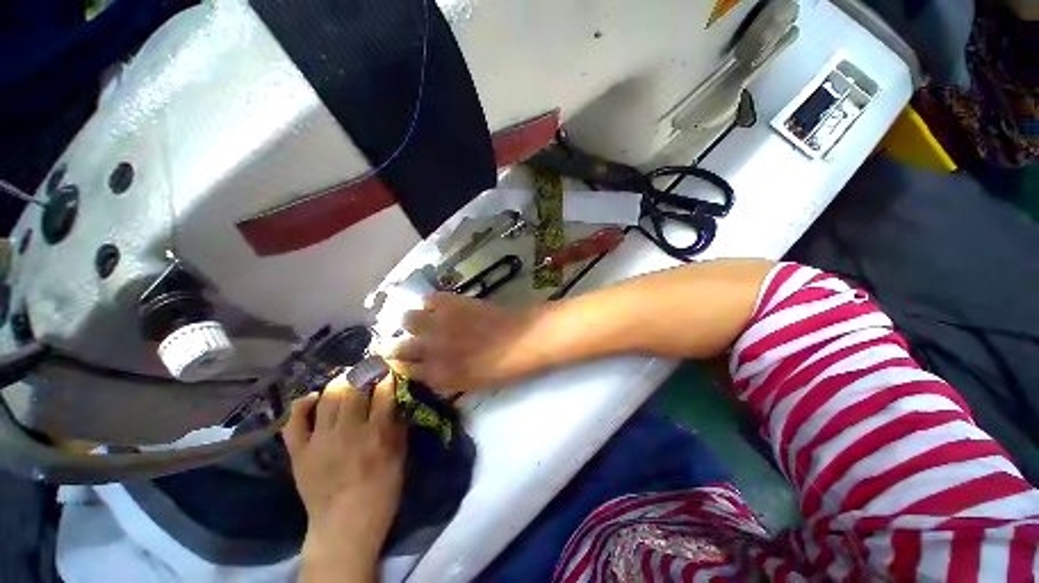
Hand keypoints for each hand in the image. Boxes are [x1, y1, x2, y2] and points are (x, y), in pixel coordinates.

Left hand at [283, 376, 405, 581]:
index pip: (384, 391)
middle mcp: (348, 431)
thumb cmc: (381, 491)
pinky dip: (303, 404)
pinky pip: (295, 420)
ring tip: (346, 379)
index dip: (388, 375)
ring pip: (327, 396)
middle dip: (364, 371)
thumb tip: (397, 398)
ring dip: (339, 382)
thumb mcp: (400, 456)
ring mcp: (320, 441)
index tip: (389, 369)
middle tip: (368, 368)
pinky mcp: (299, 452)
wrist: (344, 526)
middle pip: (354, 387)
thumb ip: (398, 425)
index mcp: (377, 433)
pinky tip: (314, 398)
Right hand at [381, 293, 546, 392]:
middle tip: (416, 340)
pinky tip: (443, 307)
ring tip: (428, 320)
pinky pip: (428, 299)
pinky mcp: (450, 302)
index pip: (404, 371)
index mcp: (437, 375)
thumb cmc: (503, 367)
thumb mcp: (472, 384)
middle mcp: (430, 350)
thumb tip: (428, 370)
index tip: (408, 360)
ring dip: (414, 321)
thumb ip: (445, 379)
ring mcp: (438, 323)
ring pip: (407, 319)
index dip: (404, 364)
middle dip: (401, 345)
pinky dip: (432, 303)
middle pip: (397, 346)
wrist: (524, 338)